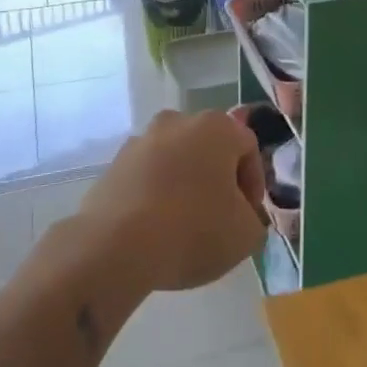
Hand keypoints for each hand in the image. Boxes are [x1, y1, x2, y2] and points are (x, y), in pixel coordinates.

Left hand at [80, 110, 267, 293]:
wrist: (115, 246)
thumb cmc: (193, 229)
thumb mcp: (246, 234)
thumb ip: (253, 218)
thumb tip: (240, 215)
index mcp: (217, 127)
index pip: (248, 148)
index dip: (254, 184)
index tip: (249, 216)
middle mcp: (178, 121)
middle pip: (209, 150)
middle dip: (217, 180)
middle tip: (220, 218)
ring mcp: (141, 140)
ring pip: (175, 161)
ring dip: (184, 186)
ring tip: (184, 226)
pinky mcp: (113, 165)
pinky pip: (146, 178)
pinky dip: (154, 196)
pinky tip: (154, 229)